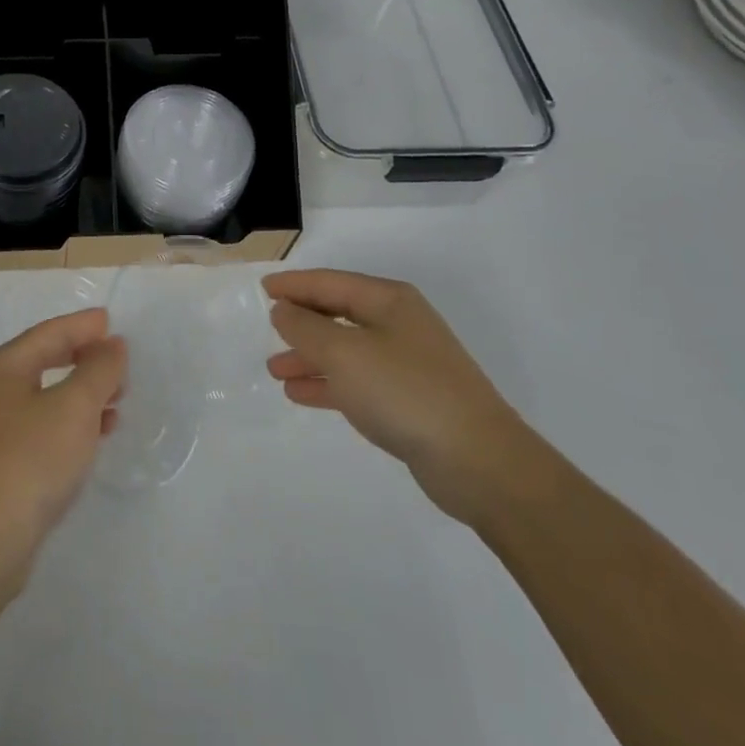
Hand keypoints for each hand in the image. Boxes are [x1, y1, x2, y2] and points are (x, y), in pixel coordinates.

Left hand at [0, 308, 125, 591]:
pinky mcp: (5, 463)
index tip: (112, 322)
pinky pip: (46, 426)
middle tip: (119, 361)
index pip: (51, 331)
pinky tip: (96, 435)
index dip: (83, 325)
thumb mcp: (74, 407)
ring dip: (83, 392)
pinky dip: (73, 422)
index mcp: (6, 365)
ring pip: (49, 395)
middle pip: (47, 359)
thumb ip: (98, 370)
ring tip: (118, 399)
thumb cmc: (29, 460)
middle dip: (84, 357)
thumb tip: (112, 344)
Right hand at [263, 269, 535, 522]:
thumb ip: (305, 328)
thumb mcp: (344, 353)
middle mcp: (399, 325)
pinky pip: (358, 382)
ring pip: (346, 350)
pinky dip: (329, 384)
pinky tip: (301, 394)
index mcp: (389, 300)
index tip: (263, 288)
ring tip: (275, 370)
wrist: (481, 464)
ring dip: (310, 357)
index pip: (331, 282)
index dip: (295, 285)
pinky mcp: (411, 402)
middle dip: (302, 322)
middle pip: (339, 314)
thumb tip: (282, 309)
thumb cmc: (406, 391)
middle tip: (267, 329)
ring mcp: (408, 365)